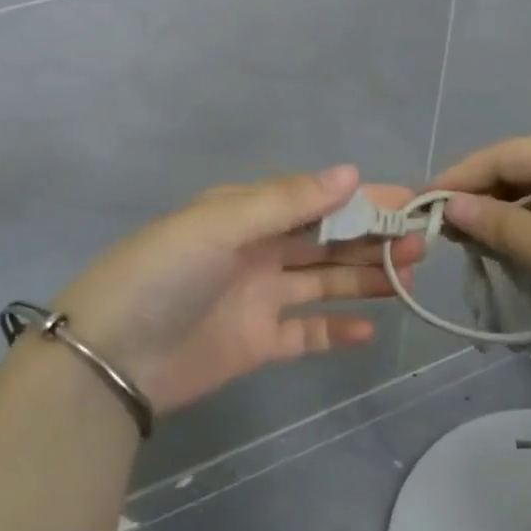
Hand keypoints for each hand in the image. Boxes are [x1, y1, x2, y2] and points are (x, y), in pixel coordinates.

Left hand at [53, 166, 423, 414]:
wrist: (110, 358)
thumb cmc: (163, 275)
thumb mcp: (219, 224)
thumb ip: (286, 201)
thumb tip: (351, 172)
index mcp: (244, 214)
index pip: (314, 200)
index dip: (360, 200)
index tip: (407, 201)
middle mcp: (255, 251)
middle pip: (325, 240)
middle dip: (371, 237)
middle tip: (420, 241)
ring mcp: (258, 298)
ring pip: (323, 282)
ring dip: (365, 276)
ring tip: (410, 275)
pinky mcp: (257, 343)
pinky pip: (306, 333)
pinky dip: (336, 330)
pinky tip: (370, 329)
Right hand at [431, 135, 530, 366]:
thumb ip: (494, 222)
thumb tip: (448, 205)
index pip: (501, 154)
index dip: (457, 177)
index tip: (420, 206)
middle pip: (519, 171)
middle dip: (479, 199)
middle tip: (441, 231)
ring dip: (503, 219)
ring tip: (470, 246)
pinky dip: (530, 233)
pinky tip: (512, 256)